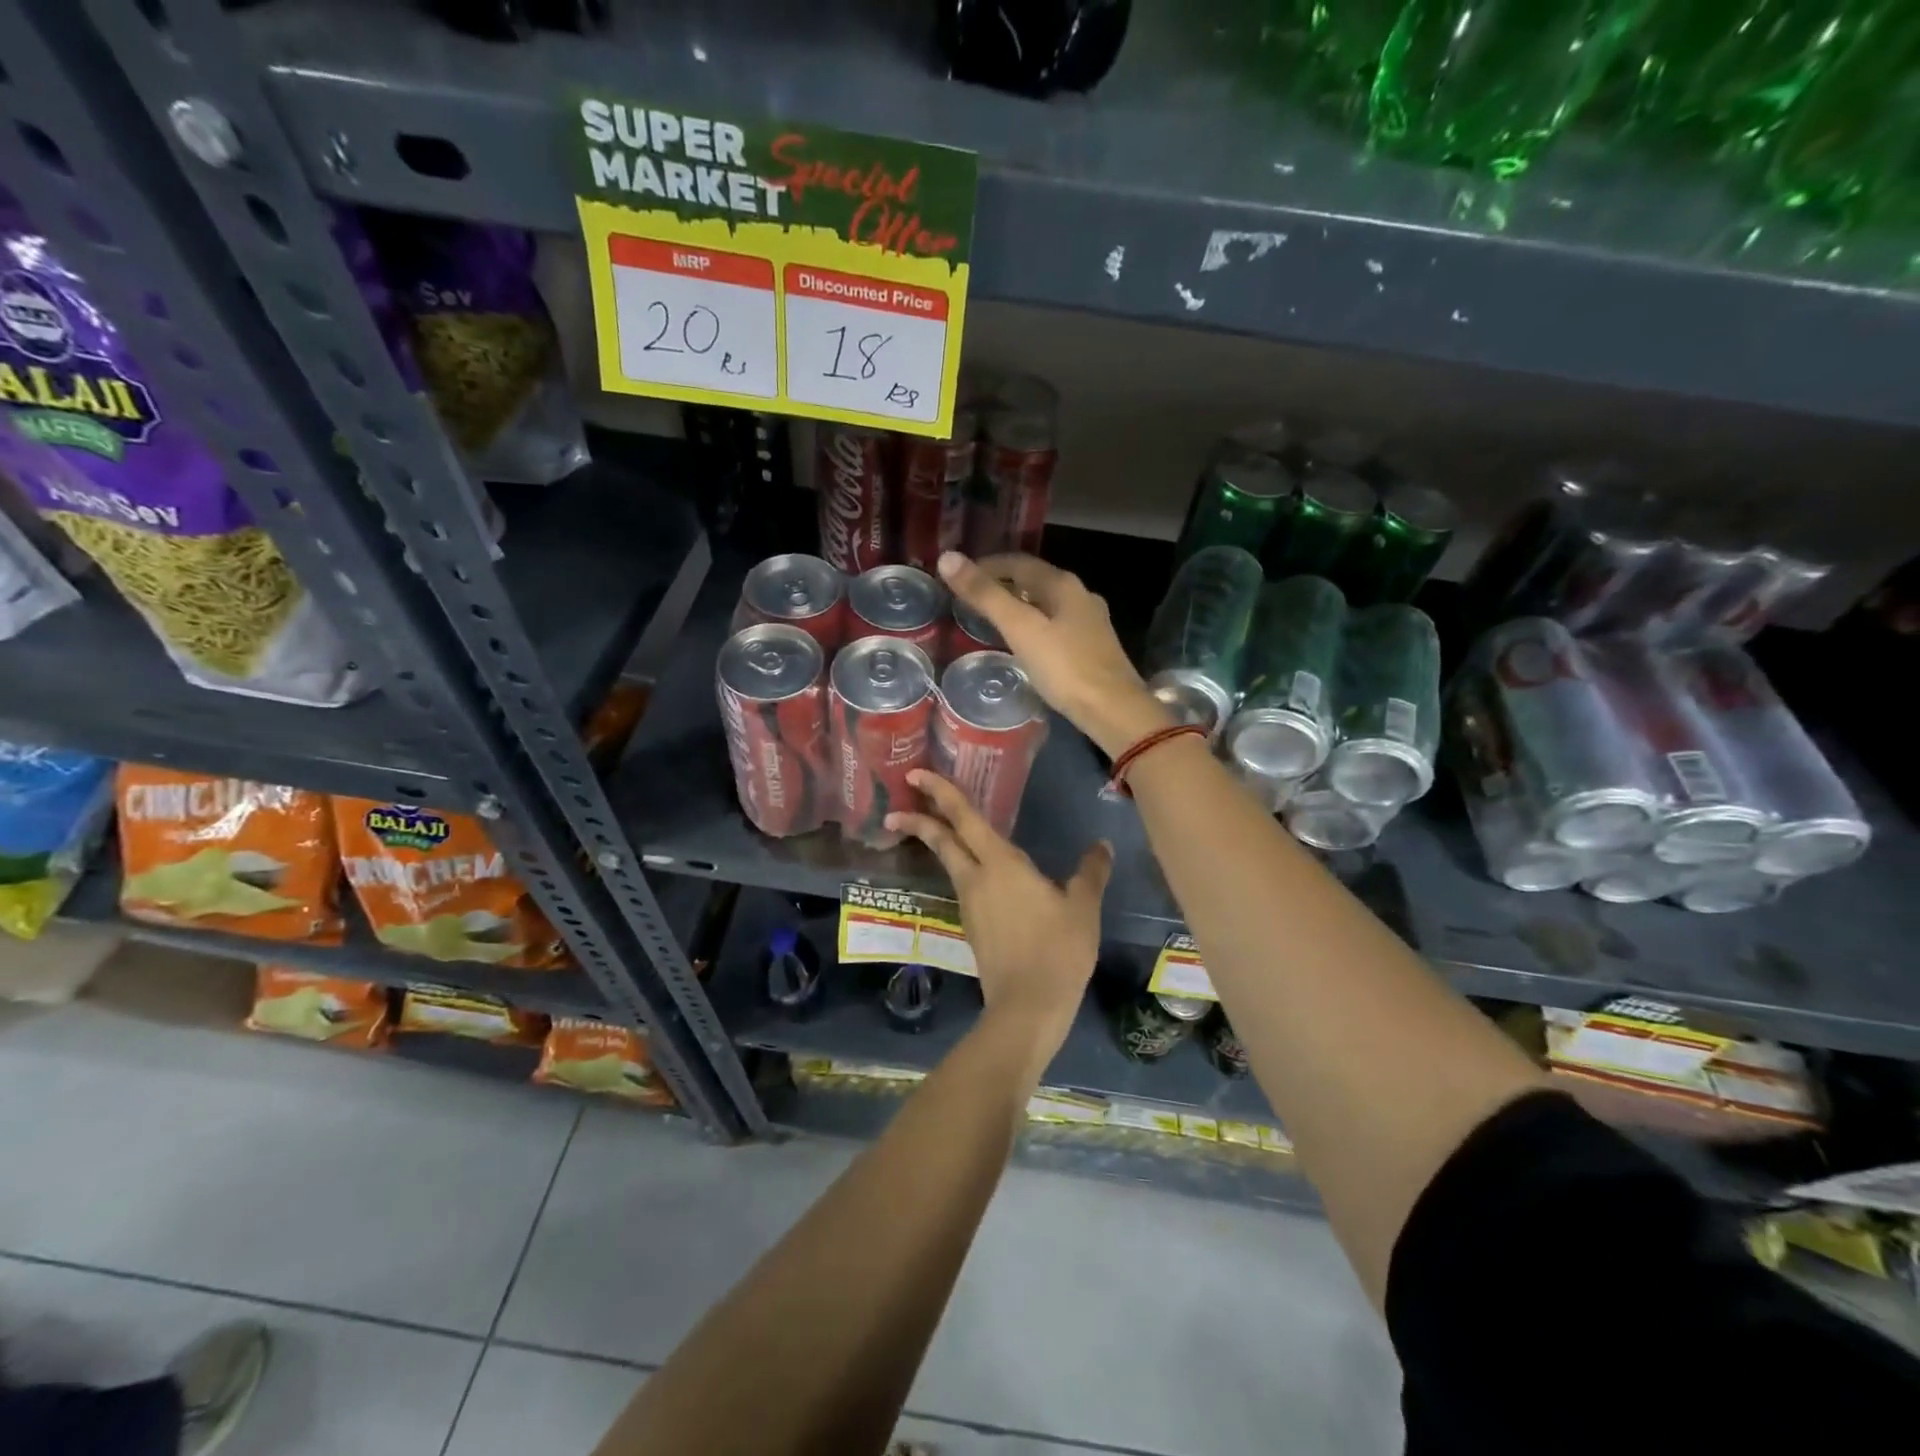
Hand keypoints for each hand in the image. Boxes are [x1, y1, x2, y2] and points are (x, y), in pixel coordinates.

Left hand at [886, 769, 1111, 1073]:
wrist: (1027, 1008)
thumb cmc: (1057, 950)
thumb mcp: (1083, 907)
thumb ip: (1090, 871)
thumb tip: (1101, 845)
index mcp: (1000, 864)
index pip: (964, 818)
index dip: (940, 792)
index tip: (915, 774)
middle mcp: (976, 879)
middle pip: (942, 840)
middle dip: (918, 818)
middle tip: (897, 802)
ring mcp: (970, 905)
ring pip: (950, 863)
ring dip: (938, 843)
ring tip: (940, 829)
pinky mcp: (972, 928)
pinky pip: (964, 886)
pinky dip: (962, 868)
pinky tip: (982, 875)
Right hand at [937, 550, 1170, 757]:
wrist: (1113, 710)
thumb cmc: (1064, 667)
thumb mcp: (1020, 629)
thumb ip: (985, 595)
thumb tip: (948, 558)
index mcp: (1062, 584)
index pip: (1018, 562)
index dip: (986, 565)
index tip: (959, 576)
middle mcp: (1079, 595)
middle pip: (1033, 580)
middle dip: (1001, 584)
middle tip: (970, 598)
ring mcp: (1089, 622)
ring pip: (1045, 604)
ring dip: (1018, 605)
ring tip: (990, 619)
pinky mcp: (1092, 647)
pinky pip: (1055, 625)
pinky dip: (1033, 625)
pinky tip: (1023, 642)